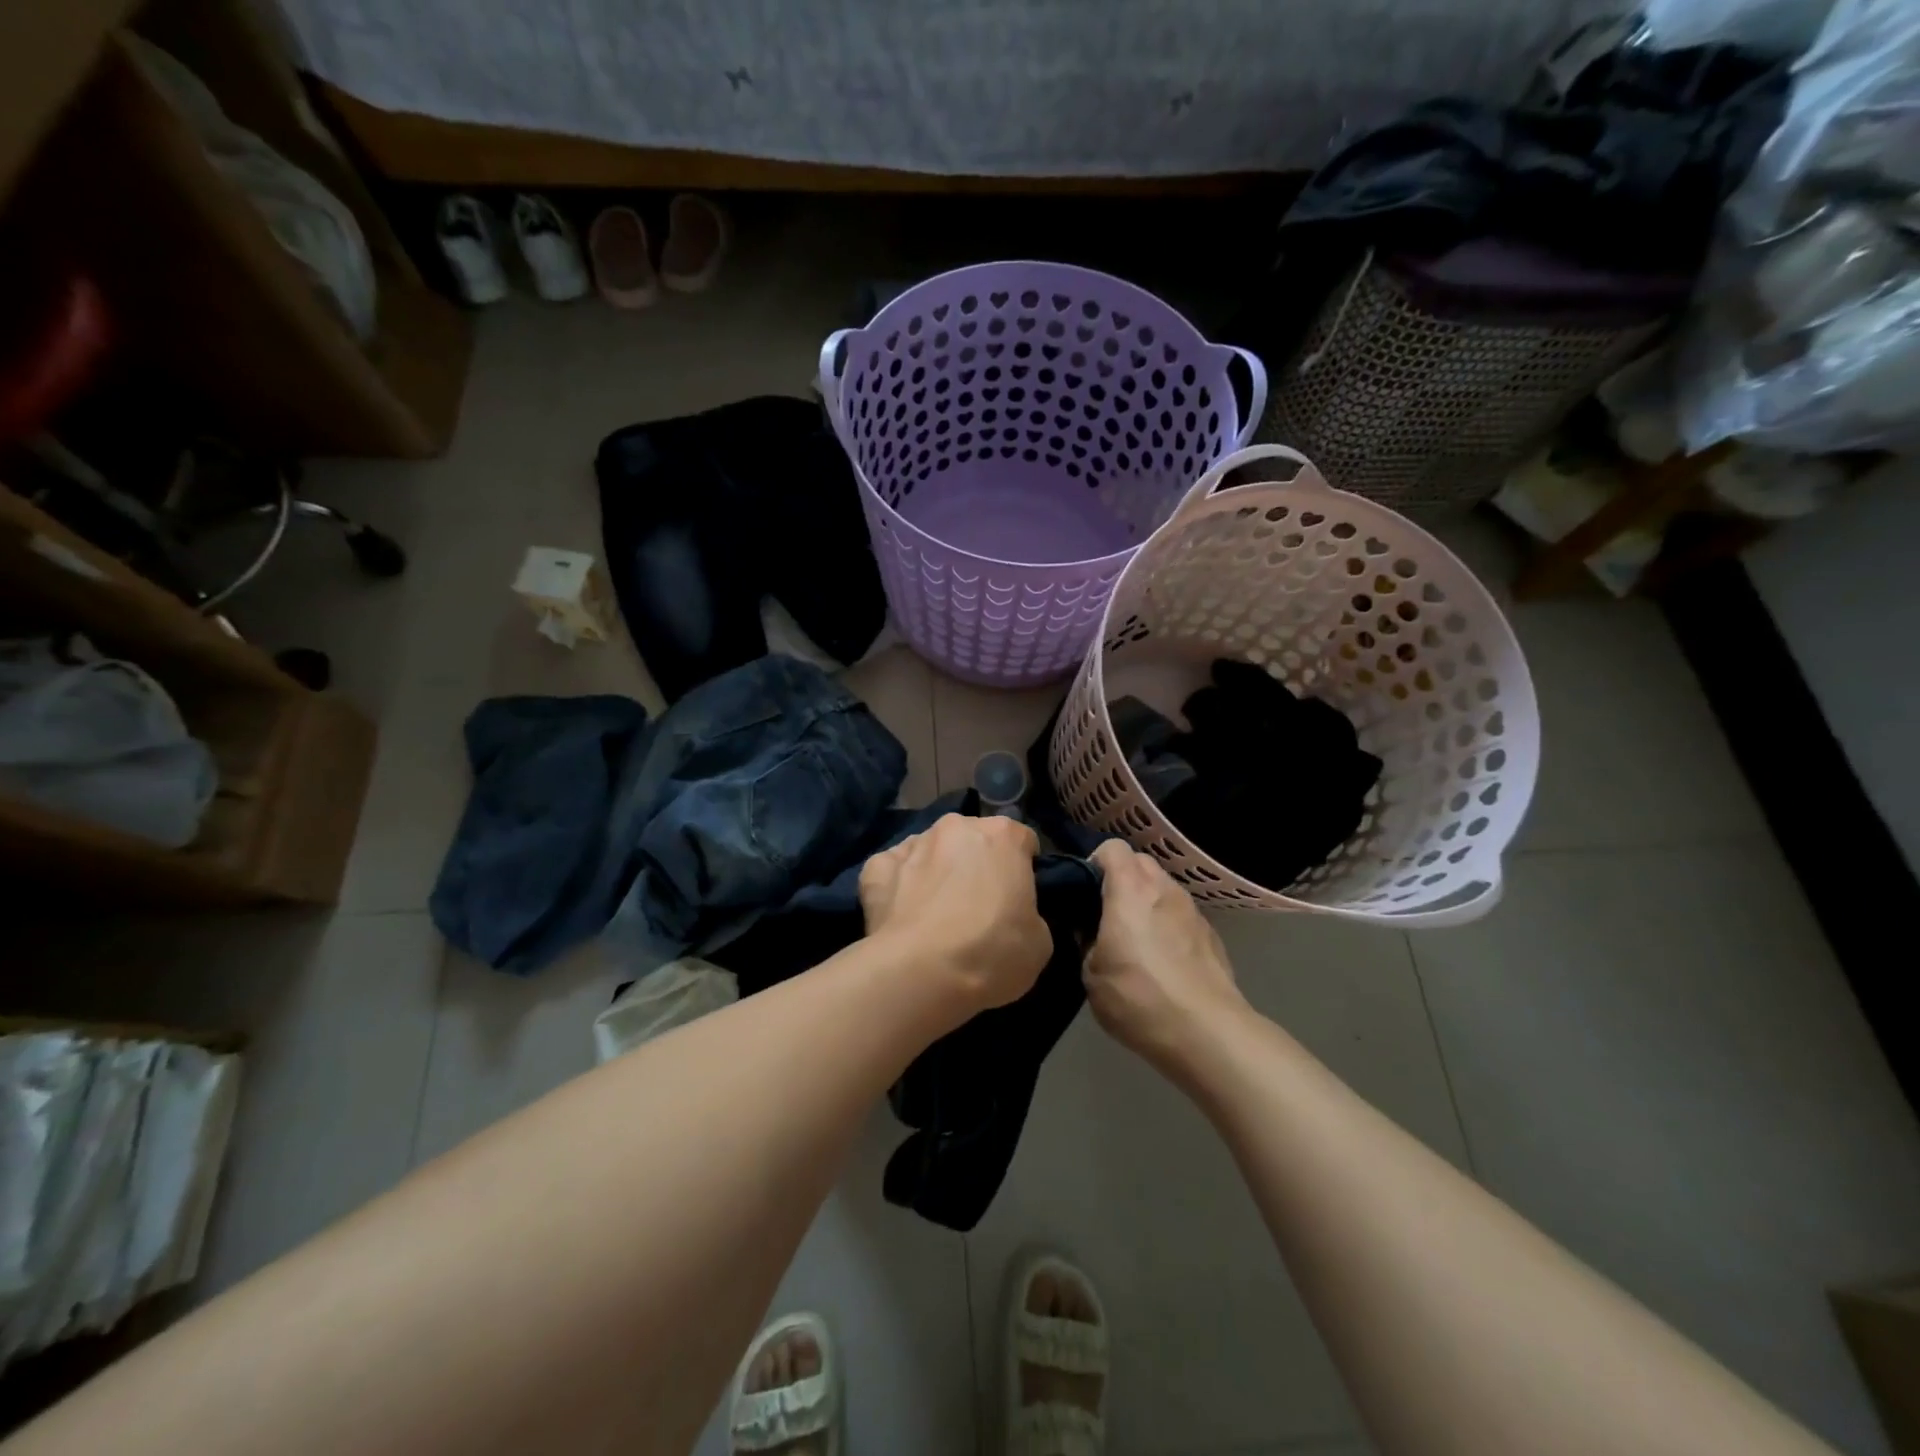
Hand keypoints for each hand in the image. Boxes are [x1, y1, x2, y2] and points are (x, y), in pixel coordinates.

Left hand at [860, 813, 1051, 1013]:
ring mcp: (913, 844)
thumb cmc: (993, 952)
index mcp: (1003, 835)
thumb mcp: (1039, 940)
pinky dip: (897, 885)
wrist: (922, 973)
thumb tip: (1013, 915)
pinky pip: (892, 870)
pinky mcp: (877, 867)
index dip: (1021, 868)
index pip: (1021, 840)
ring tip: (934, 914)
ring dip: (935, 871)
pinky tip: (901, 914)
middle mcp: (956, 827)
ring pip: (930, 851)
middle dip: (975, 863)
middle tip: (976, 905)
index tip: (1018, 897)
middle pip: (972, 839)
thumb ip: (1028, 913)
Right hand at [1085, 841, 1248, 1080]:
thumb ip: (1087, 942)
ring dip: (1147, 902)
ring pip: (1163, 888)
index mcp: (1130, 890)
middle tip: (1106, 914)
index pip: (1112, 848)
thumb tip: (1091, 931)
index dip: (1095, 863)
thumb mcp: (1091, 975)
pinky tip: (1164, 962)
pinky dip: (1168, 925)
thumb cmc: (1139, 998)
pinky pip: (1181, 915)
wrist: (1208, 1034)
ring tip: (1136, 940)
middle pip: (1140, 862)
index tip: (1085, 892)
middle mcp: (1164, 890)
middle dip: (1121, 879)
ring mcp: (1193, 911)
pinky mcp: (1212, 935)